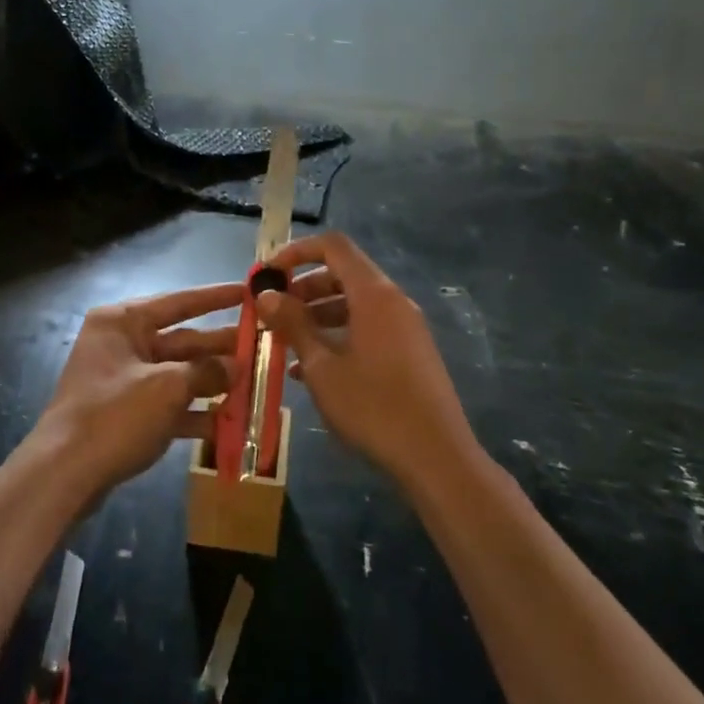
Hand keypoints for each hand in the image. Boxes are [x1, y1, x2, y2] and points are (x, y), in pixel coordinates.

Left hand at [28, 281, 243, 500]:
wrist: (63, 475)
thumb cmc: (114, 415)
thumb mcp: (167, 388)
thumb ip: (206, 371)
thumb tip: (236, 365)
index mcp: (123, 322)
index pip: (179, 302)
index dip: (216, 298)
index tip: (249, 291)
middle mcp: (122, 343)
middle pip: (182, 340)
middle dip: (221, 348)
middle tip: (263, 348)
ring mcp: (123, 380)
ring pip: (178, 375)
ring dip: (213, 383)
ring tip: (255, 386)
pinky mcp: (126, 413)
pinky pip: (168, 405)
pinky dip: (195, 413)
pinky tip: (228, 424)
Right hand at [257, 233, 479, 490]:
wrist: (436, 457)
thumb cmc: (373, 407)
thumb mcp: (322, 367)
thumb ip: (294, 325)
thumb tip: (266, 294)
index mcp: (373, 294)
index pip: (333, 246)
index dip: (297, 251)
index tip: (269, 273)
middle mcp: (393, 301)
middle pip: (343, 273)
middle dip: (304, 287)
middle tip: (273, 311)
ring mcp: (405, 327)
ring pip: (354, 303)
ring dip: (317, 314)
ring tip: (285, 341)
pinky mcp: (409, 352)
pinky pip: (368, 327)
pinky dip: (339, 334)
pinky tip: (311, 368)